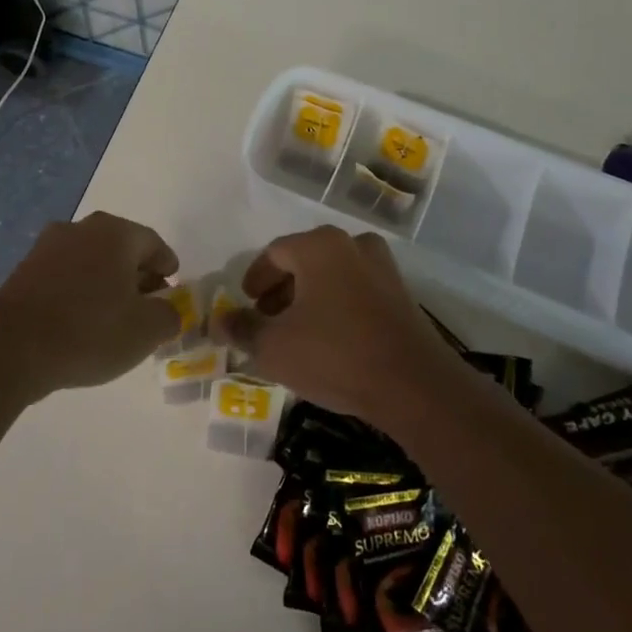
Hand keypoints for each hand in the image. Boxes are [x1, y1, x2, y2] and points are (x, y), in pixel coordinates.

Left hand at [0, 211, 180, 399]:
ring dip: (106, 282)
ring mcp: (47, 247)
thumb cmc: (89, 332)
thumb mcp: (145, 331)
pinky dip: (79, 291)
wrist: (11, 350)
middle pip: (120, 248)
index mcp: (115, 233)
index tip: (172, 289)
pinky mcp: (23, 270)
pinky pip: (64, 275)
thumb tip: (168, 311)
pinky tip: (80, 321)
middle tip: (147, 304)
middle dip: (137, 274)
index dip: (167, 266)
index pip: (153, 243)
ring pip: (90, 260)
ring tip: (113, 316)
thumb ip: (169, 316)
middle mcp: (80, 229)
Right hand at [214, 227, 460, 423]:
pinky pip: (356, 291)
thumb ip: (242, 329)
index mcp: (319, 246)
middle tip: (266, 319)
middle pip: (304, 261)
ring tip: (295, 332)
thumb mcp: (274, 347)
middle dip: (281, 290)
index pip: (274, 253)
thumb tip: (218, 321)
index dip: (254, 279)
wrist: (414, 386)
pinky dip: (336, 306)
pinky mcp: (402, 295)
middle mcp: (353, 245)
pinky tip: (329, 340)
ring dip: (309, 298)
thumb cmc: (334, 355)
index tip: (246, 304)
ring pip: (332, 275)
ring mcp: (383, 268)